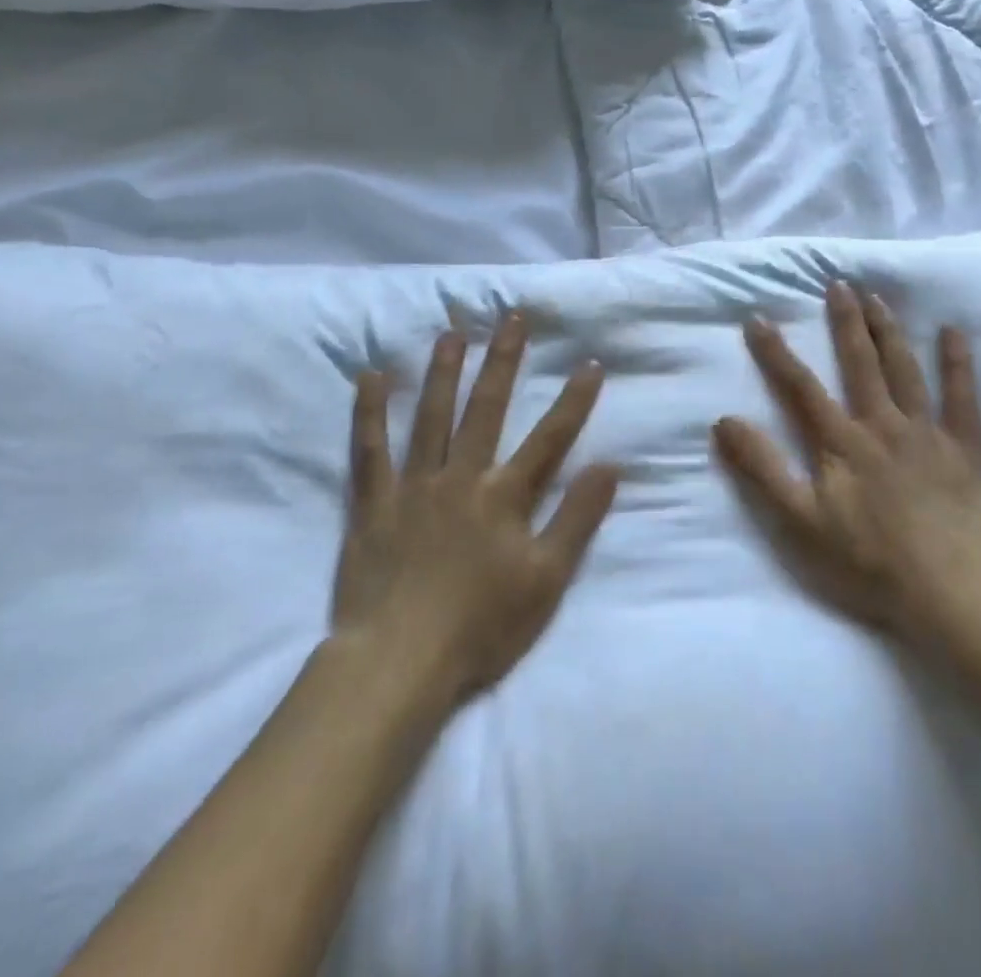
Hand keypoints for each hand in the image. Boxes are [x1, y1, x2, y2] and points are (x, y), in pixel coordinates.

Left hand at [332, 313, 619, 707]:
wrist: (399, 662)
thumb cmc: (481, 626)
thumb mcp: (547, 580)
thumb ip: (577, 519)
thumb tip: (610, 466)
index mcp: (504, 496)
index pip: (550, 437)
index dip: (574, 400)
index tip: (590, 363)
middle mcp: (461, 476)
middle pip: (488, 408)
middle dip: (505, 361)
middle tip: (513, 317)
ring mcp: (414, 485)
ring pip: (432, 416)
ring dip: (445, 371)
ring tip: (454, 332)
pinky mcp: (373, 502)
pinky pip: (369, 449)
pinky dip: (370, 412)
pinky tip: (371, 376)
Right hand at [713, 281, 980, 653]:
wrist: (951, 590)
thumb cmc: (869, 559)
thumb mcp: (800, 521)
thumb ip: (763, 469)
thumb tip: (724, 421)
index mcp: (841, 441)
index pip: (800, 386)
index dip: (776, 352)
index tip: (758, 318)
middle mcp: (881, 423)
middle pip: (859, 363)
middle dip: (845, 322)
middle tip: (838, 284)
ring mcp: (927, 432)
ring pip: (905, 369)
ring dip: (888, 331)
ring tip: (877, 297)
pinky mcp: (965, 448)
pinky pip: (963, 397)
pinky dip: (958, 363)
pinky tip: (954, 331)